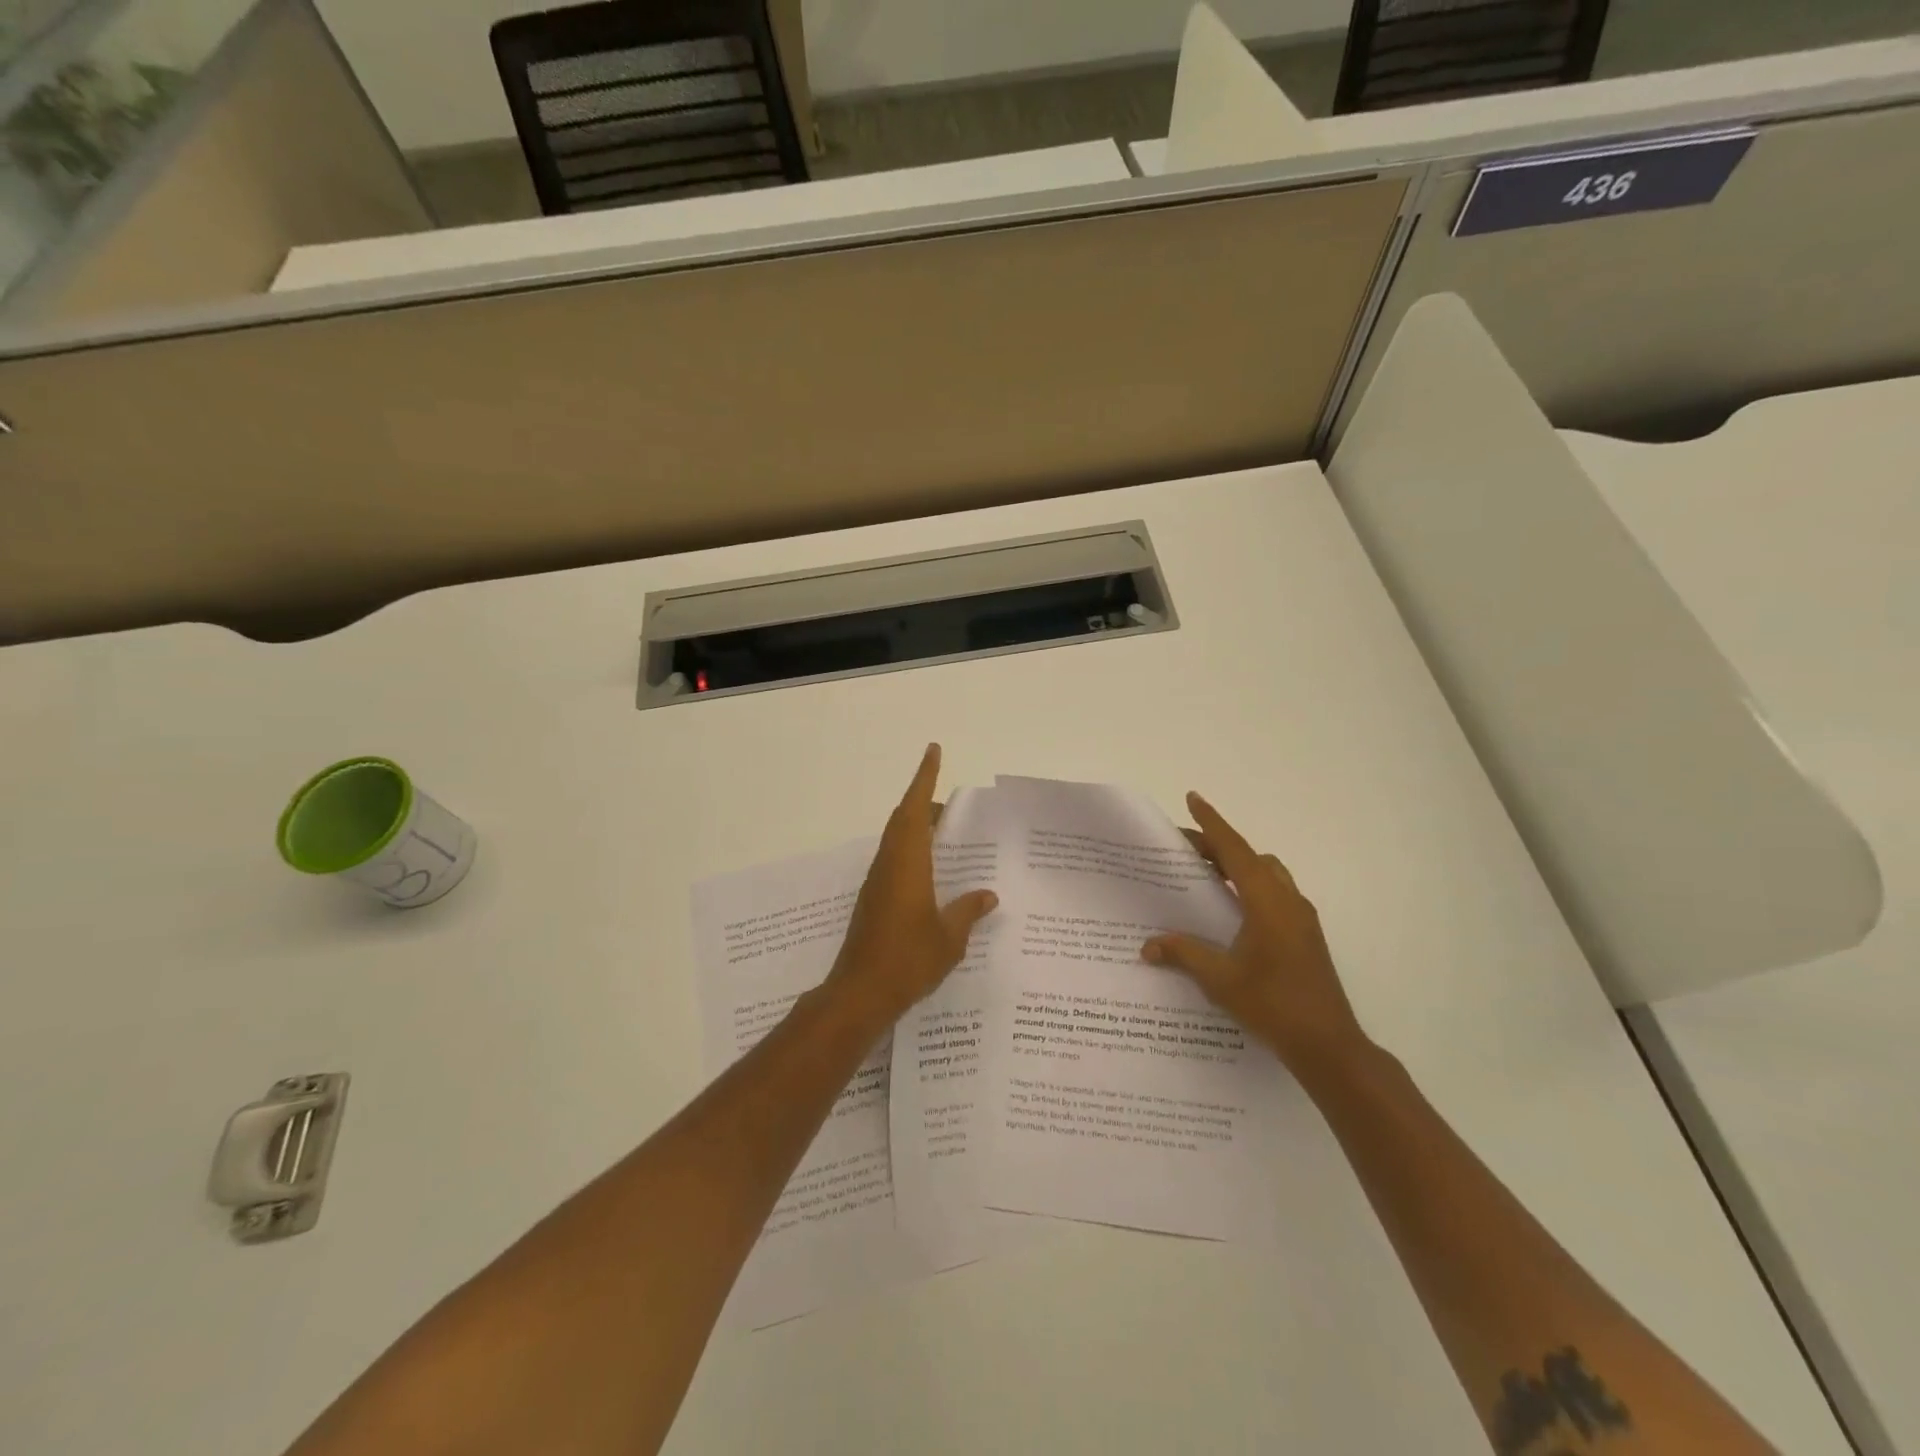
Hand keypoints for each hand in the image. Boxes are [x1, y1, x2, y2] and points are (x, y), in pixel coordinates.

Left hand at [826, 744, 998, 1024]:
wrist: (860, 994)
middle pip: (903, 820)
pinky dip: (913, 852)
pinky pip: (895, 861)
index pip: (914, 808)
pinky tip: (933, 873)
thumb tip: (988, 895)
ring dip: (917, 828)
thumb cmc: (907, 960)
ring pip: (897, 840)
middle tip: (953, 804)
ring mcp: (877, 883)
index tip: (933, 750)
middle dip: (924, 802)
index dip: (924, 777)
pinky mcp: (873, 901)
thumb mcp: (949, 937)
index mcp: (907, 863)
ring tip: (947, 833)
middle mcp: (889, 864)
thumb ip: (968, 911)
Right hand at [1143, 792, 1370, 1079]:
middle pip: (1250, 858)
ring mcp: (1301, 918)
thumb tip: (1147, 946)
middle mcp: (1287, 900)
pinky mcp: (1306, 935)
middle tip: (1185, 850)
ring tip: (1206, 877)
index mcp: (1267, 901)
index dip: (1212, 823)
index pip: (1234, 850)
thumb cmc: (1273, 1004)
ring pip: (1267, 875)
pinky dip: (1251, 887)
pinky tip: (1231, 912)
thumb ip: (1183, 954)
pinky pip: (1274, 894)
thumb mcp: (1220, 979)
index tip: (1192, 798)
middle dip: (1219, 847)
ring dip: (1238, 867)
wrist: (1328, 1045)